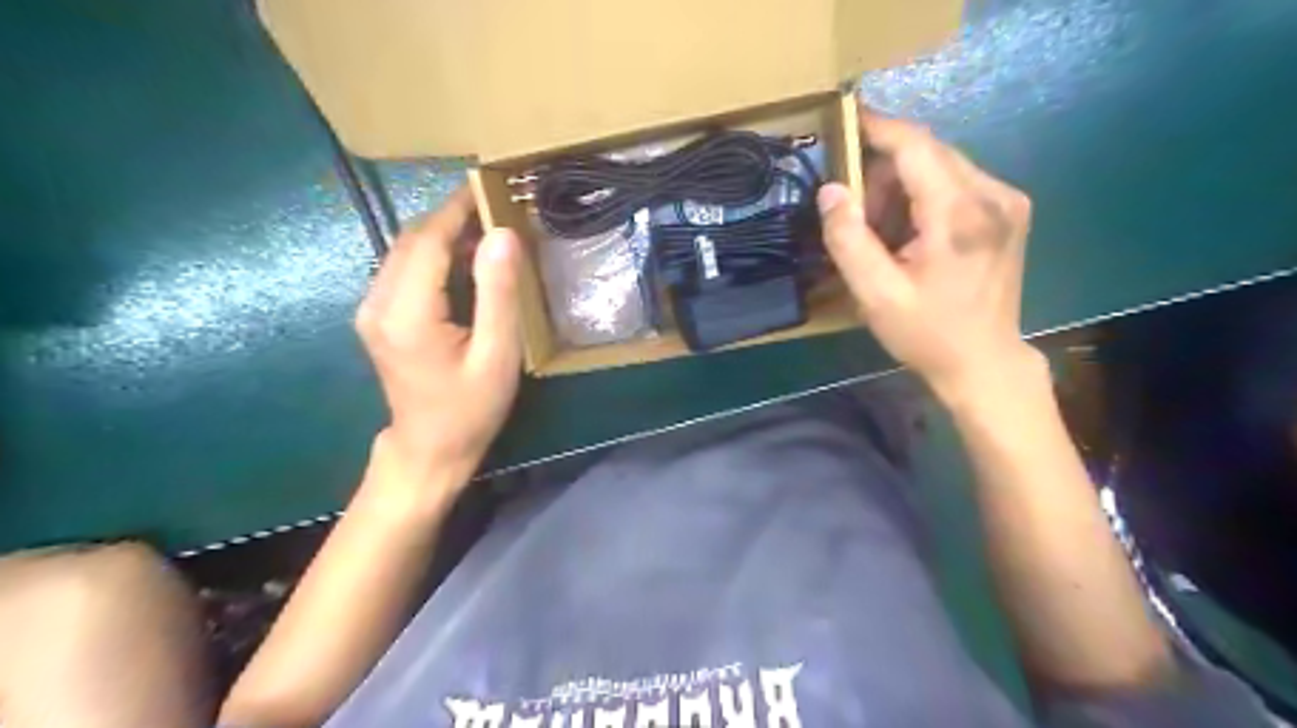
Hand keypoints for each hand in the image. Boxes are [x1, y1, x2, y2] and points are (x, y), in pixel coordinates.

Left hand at [351, 190, 520, 487]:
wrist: (429, 449)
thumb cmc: (470, 409)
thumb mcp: (497, 355)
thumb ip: (499, 293)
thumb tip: (502, 234)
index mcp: (407, 313)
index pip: (428, 241)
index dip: (457, 210)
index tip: (489, 187)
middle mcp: (378, 303)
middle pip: (411, 240)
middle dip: (451, 217)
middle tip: (495, 206)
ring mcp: (372, 310)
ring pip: (405, 251)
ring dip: (443, 234)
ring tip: (486, 229)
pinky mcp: (377, 316)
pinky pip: (403, 270)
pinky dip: (433, 255)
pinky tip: (463, 261)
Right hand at [818, 112, 1041, 401]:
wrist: (984, 362)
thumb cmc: (927, 333)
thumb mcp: (875, 295)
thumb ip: (848, 240)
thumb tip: (830, 190)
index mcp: (960, 215)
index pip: (916, 146)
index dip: (877, 128)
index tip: (844, 118)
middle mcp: (993, 194)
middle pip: (928, 153)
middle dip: (883, 171)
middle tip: (855, 211)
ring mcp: (1008, 200)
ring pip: (941, 166)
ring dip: (903, 186)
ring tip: (883, 232)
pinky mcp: (1010, 210)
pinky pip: (956, 182)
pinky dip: (924, 196)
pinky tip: (912, 233)